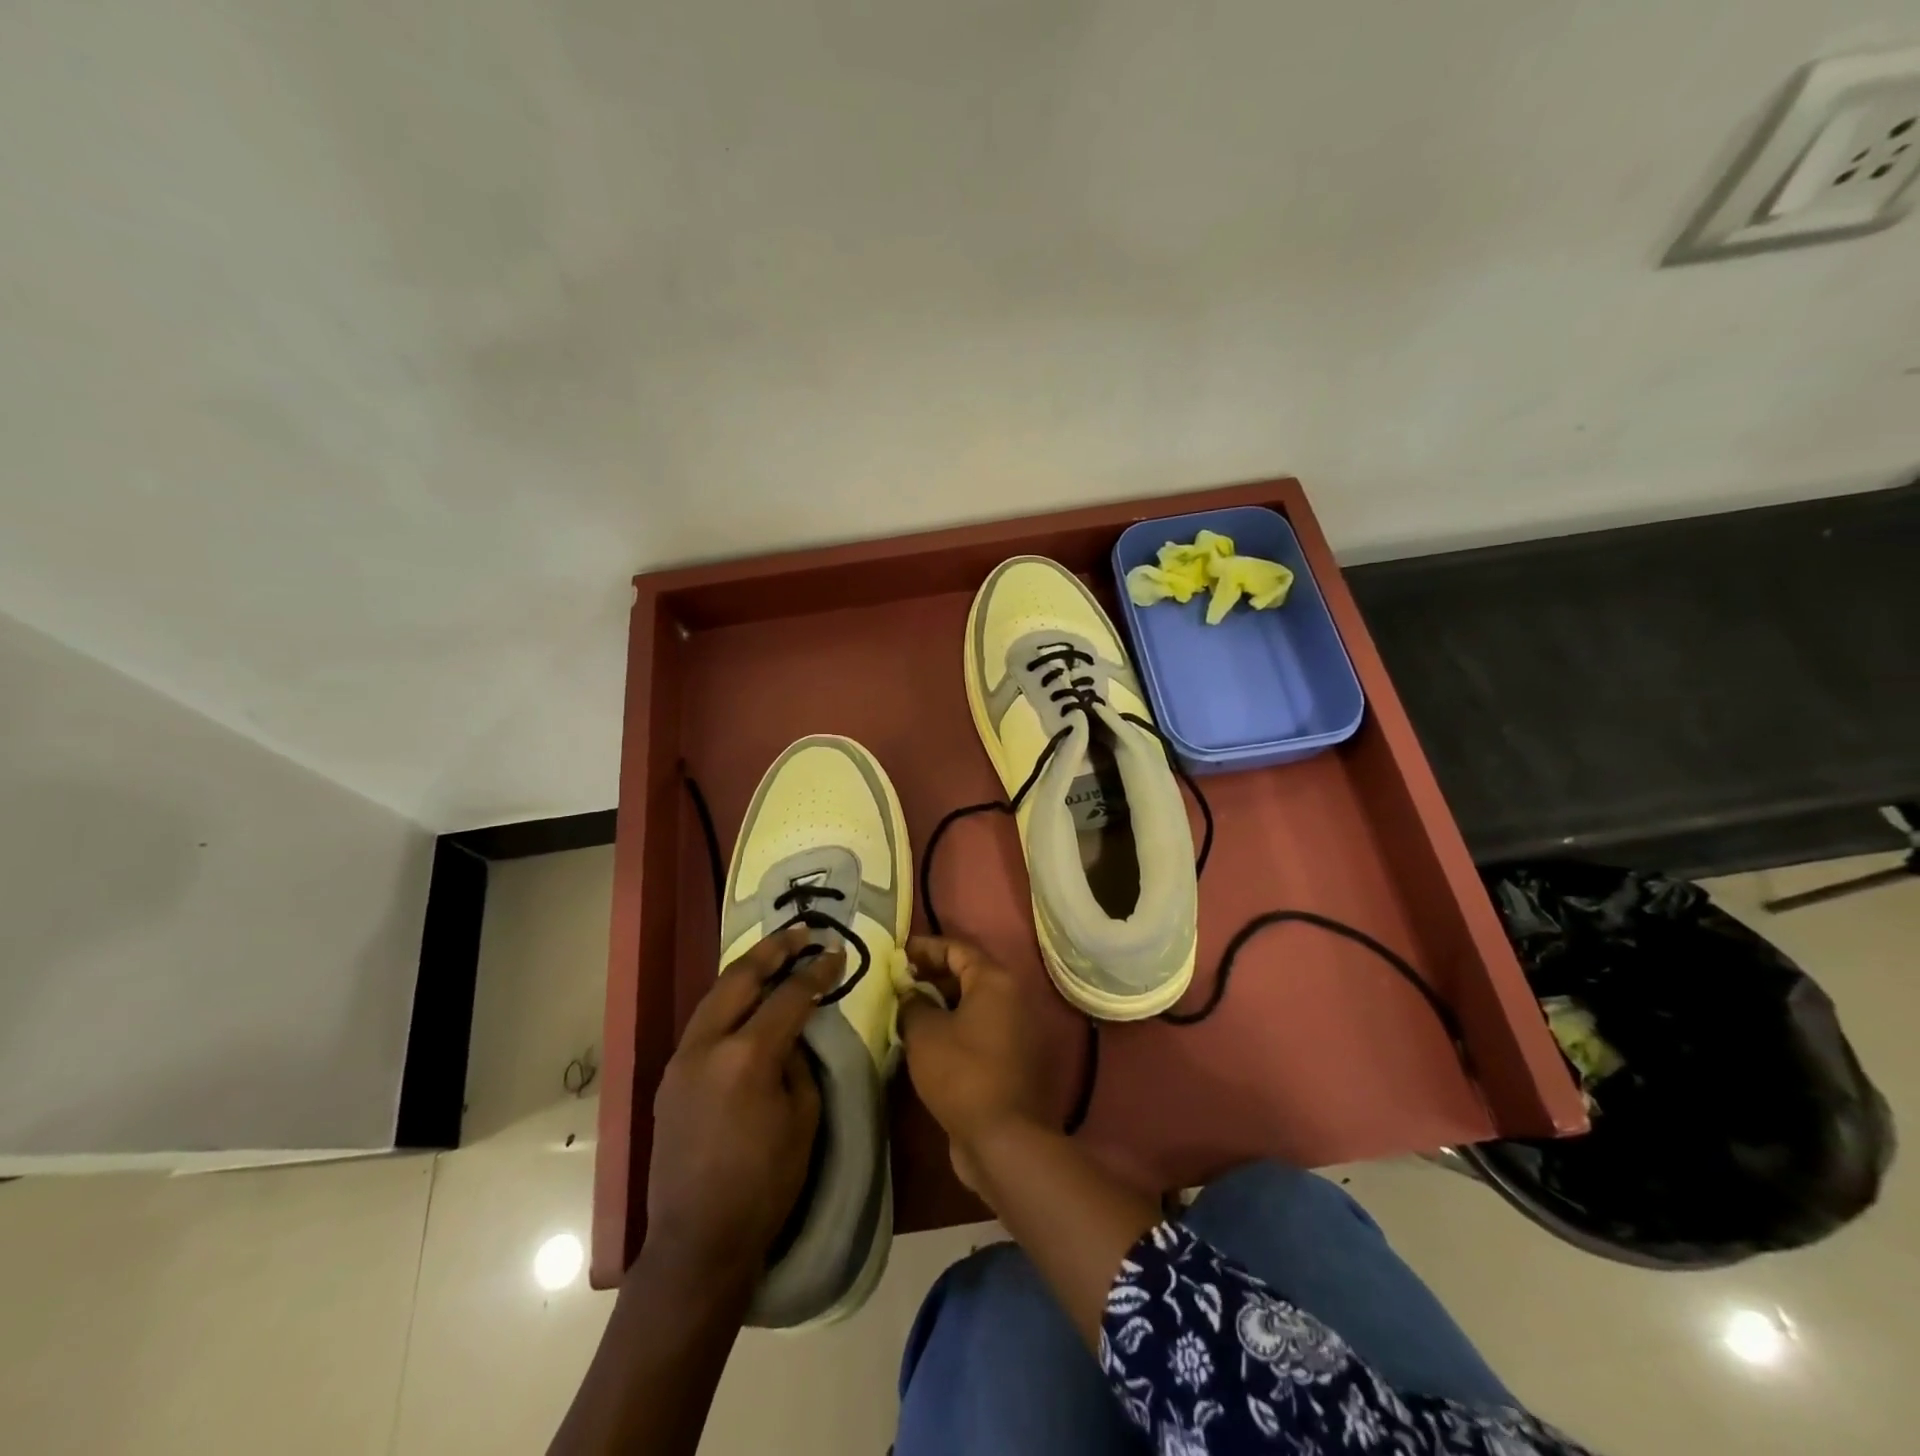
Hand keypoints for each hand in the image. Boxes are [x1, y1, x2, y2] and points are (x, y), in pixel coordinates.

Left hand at [643, 926, 839, 1296]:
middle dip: (774, 949)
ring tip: (776, 954)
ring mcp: (681, 1059)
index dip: (817, 972)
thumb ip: (798, 1063)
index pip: (788, 997)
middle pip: (741, 977)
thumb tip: (791, 1033)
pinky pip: (704, 1021)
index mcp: (747, 1057)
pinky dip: (729, 1000)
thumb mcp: (803, 1119)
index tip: (836, 954)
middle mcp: (707, 1045)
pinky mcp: (670, 1076)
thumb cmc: (765, 1185)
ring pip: (715, 994)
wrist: (697, 1242)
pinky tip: (747, 1001)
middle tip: (802, 933)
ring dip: (748, 970)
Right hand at [897, 935, 1048, 1192]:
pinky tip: (925, 1039)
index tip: (897, 953)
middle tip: (899, 982)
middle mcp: (1011, 997)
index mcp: (995, 980)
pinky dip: (953, 1026)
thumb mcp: (925, 1033)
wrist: (1002, 1137)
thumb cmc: (961, 1072)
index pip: (957, 948)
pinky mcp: (1010, 1057)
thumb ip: (912, 1003)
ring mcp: (1015, 1028)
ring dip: (941, 1002)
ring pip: (972, 1003)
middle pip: (967, 973)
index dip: (925, 948)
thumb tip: (909, 992)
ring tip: (906, 1009)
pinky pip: (977, 1028)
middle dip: (931, 974)